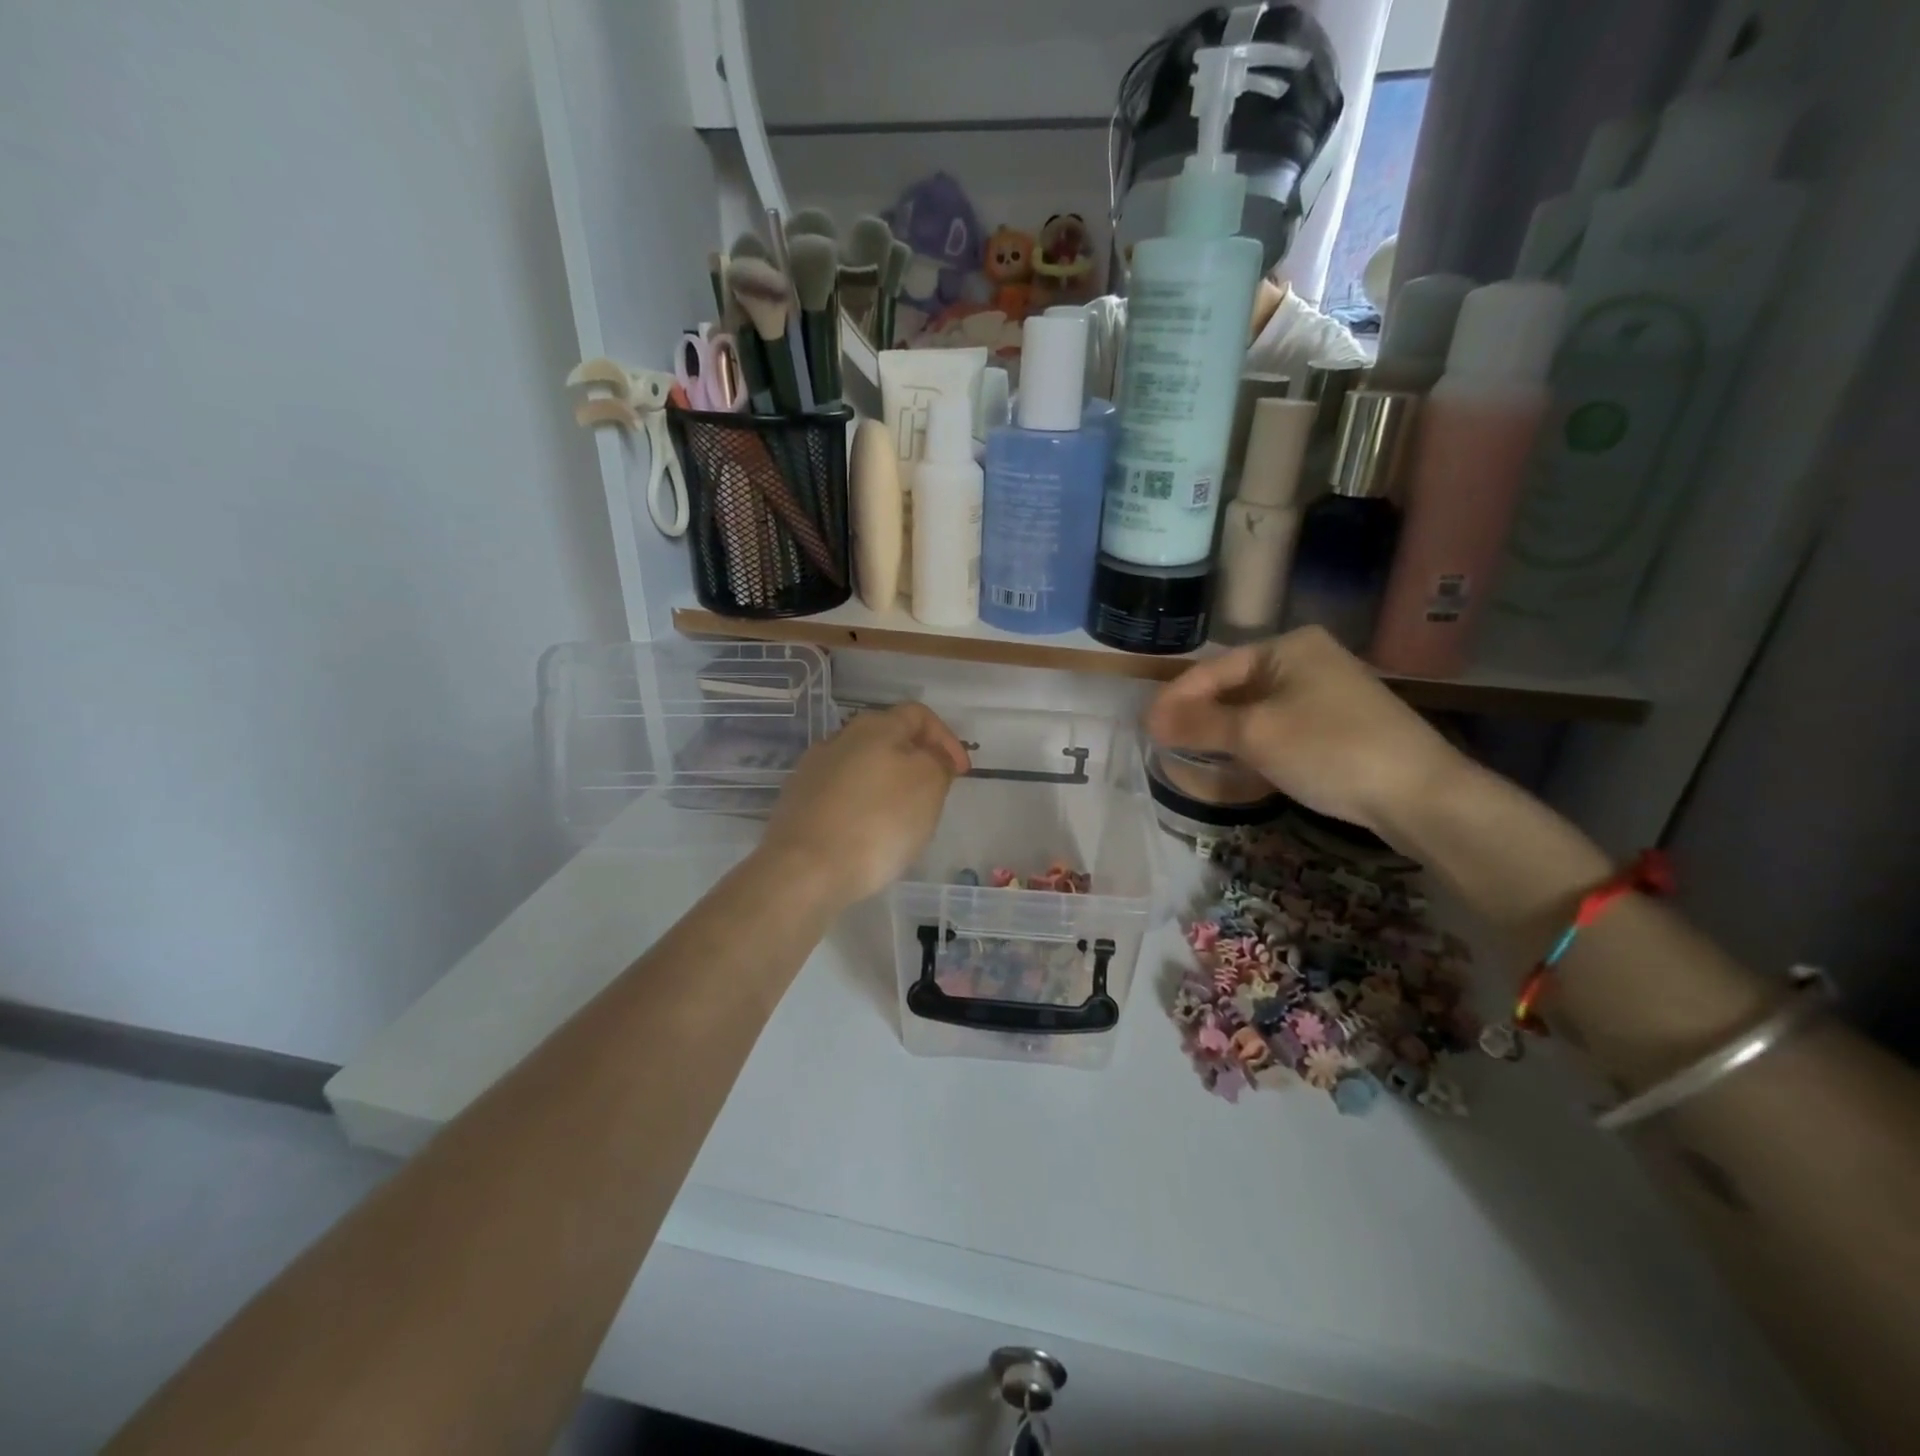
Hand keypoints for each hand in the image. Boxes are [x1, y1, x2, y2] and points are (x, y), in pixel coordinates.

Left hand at [758, 703, 971, 910]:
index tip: (960, 772)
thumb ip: (937, 762)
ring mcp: (812, 771)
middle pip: (887, 739)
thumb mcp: (928, 785)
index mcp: (873, 727)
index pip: (918, 714)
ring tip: (901, 819)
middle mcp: (838, 740)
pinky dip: (861, 808)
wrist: (804, 869)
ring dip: (886, 786)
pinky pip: (840, 797)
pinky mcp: (797, 803)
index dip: (946, 738)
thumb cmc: (878, 822)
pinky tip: (866, 835)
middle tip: (934, 794)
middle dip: (916, 762)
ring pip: (862, 768)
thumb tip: (931, 757)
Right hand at [1145, 628, 1462, 837]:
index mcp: (1288, 647)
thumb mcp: (1255, 735)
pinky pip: (1279, 723)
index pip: (1214, 668)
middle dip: (1199, 714)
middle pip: (1235, 685)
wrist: (1419, 794)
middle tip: (1164, 742)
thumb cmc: (1329, 749)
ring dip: (1222, 729)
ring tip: (1189, 752)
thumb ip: (1199, 725)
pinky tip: (1236, 761)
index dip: (1176, 698)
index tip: (1146, 727)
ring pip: (1256, 707)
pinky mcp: (1339, 722)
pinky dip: (1252, 740)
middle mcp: (1307, 659)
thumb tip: (1150, 721)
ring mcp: (1327, 690)